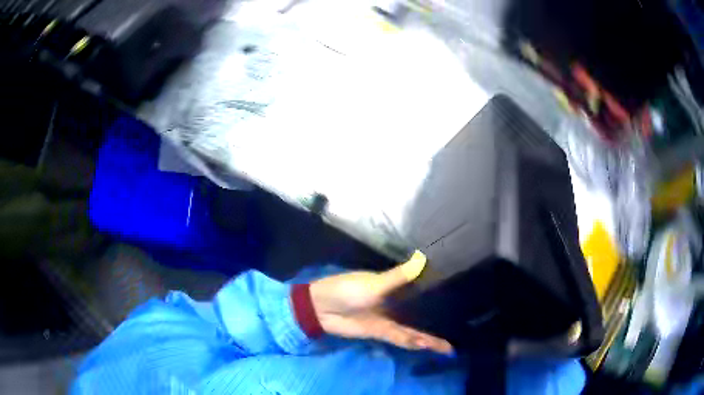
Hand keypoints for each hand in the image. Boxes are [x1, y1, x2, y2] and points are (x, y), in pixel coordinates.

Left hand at [309, 251, 452, 354]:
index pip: (421, 291)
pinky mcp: (380, 333)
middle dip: (437, 323)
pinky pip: (400, 338)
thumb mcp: (375, 283)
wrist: (322, 307)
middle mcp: (396, 305)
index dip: (438, 295)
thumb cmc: (347, 289)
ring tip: (448, 347)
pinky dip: (412, 342)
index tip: (458, 296)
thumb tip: (422, 258)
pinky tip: (425, 346)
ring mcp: (389, 320)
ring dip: (428, 339)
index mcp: (394, 288)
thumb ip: (399, 277)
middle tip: (460, 329)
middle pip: (421, 315)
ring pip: (414, 331)